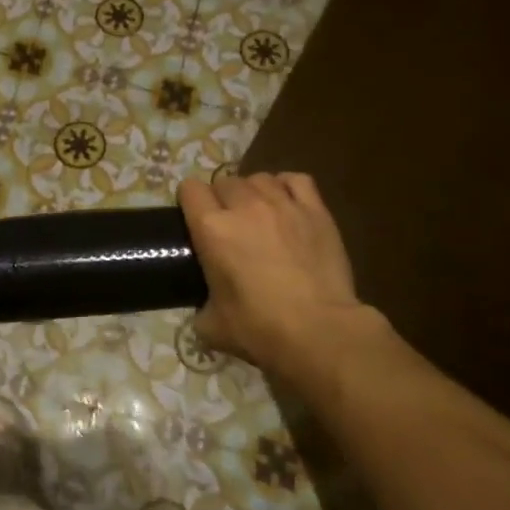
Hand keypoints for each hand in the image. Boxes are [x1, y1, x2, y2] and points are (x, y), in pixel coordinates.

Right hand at [179, 173, 369, 380]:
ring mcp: (283, 204)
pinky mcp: (316, 211)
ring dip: (252, 192)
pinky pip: (296, 180)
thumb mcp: (210, 325)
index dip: (189, 202)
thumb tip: (205, 306)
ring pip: (259, 178)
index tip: (192, 219)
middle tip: (227, 225)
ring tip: (258, 213)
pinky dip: (286, 186)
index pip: (190, 189)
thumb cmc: (259, 329)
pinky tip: (286, 203)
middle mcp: (245, 206)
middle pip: (224, 181)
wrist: (320, 331)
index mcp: (212, 228)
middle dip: (220, 198)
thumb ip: (201, 305)